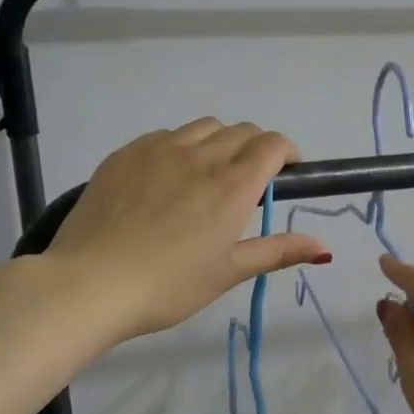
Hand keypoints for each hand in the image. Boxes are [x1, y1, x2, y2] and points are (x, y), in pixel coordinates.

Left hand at [45, 119, 330, 342]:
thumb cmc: (168, 285)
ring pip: (203, 127)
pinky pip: (165, 136)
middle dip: (256, 147)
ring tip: (210, 173)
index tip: (287, 172)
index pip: (272, 144)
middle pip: (241, 131)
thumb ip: (277, 251)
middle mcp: (201, 156)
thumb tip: (324, 247)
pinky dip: (181, 146)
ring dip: (219, 142)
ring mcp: (159, 149)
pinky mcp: (126, 153)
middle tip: (250, 180)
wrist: (89, 284)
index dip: (287, 152)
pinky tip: (168, 177)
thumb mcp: (228, 272)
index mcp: (232, 185)